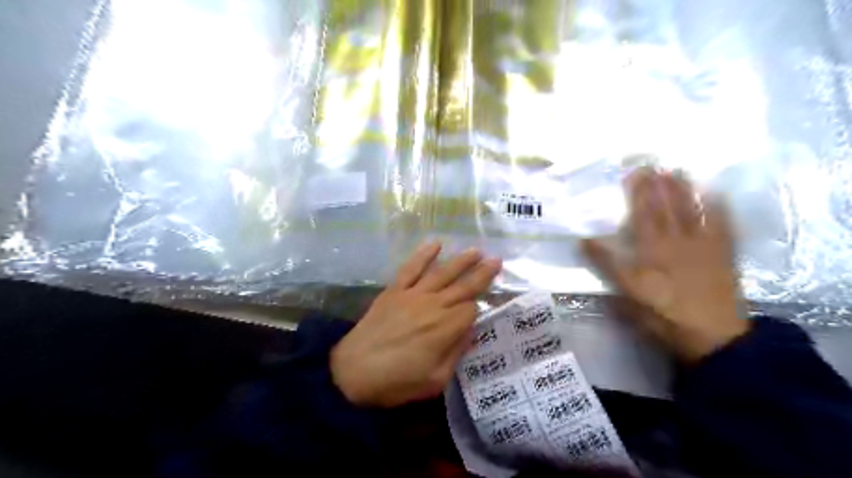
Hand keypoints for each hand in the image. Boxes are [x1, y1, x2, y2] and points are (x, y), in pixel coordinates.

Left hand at [329, 243, 500, 406]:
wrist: (352, 372)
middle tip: (497, 260)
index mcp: (446, 328)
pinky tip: (436, 244)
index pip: (471, 311)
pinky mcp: (395, 290)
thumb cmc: (397, 382)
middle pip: (463, 286)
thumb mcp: (435, 380)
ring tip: (476, 250)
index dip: (476, 312)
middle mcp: (433, 305)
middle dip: (482, 274)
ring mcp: (413, 294)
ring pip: (443, 273)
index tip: (475, 317)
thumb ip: (456, 353)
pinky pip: (412, 268)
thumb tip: (469, 331)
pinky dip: (424, 255)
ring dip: (461, 261)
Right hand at [582, 169, 747, 360]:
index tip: (634, 174)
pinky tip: (715, 195)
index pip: (643, 215)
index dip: (638, 194)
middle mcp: (678, 241)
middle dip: (659, 185)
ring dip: (685, 190)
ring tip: (678, 171)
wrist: (713, 336)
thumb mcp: (627, 294)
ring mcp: (704, 246)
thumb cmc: (664, 315)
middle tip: (654, 165)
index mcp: (653, 250)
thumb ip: (608, 264)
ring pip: (692, 211)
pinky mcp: (722, 255)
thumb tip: (585, 240)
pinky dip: (718, 208)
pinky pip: (722, 225)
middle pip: (667, 208)